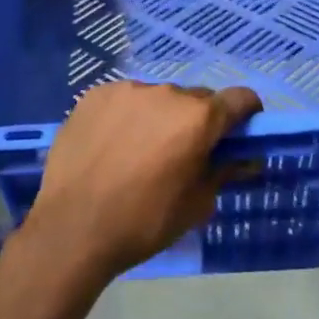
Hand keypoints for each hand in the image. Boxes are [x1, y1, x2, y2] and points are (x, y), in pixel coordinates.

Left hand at [19, 81, 261, 282]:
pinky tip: (111, 146)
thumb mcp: (197, 204)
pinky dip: (127, 117)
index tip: (238, 135)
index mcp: (198, 118)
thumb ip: (224, 172)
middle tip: (184, 153)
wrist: (72, 229)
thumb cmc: (144, 222)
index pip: (240, 99)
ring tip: (140, 152)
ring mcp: (127, 90)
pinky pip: (124, 100)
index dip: (246, 115)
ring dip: (160, 118)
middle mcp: (166, 93)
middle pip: (197, 99)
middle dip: (199, 121)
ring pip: (158, 98)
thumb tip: (246, 158)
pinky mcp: (95, 96)